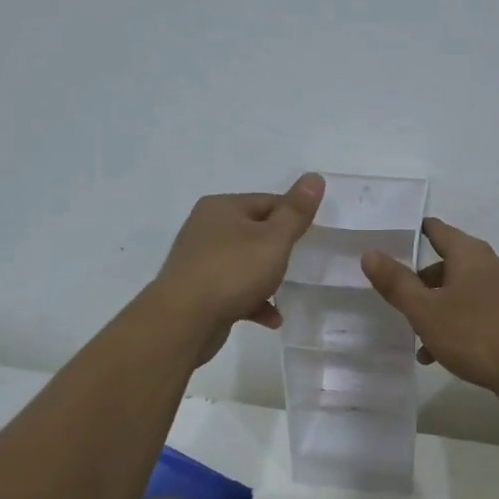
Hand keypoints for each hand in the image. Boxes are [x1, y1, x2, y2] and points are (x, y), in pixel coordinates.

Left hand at [152, 175, 324, 363]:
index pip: (268, 202)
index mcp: (222, 207)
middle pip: (255, 232)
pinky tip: (272, 318)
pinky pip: (234, 289)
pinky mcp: (198, 290)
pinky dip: (253, 300)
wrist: (183, 321)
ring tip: (285, 292)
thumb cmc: (232, 271)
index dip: (293, 217)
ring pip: (244, 263)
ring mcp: (199, 260)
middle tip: (300, 263)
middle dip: (279, 249)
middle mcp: (206, 228)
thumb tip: (315, 177)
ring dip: (267, 278)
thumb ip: (296, 211)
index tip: (312, 236)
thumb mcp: (274, 239)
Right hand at [361, 218, 498, 400]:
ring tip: (413, 336)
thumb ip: (397, 283)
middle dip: (419, 281)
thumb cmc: (475, 334)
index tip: (389, 240)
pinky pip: (473, 312)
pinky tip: (437, 354)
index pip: (437, 230)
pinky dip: (453, 325)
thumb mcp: (426, 310)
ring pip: (458, 292)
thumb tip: (370, 253)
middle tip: (394, 296)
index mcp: (469, 254)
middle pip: (446, 263)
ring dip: (434, 309)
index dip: (412, 233)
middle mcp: (489, 265)